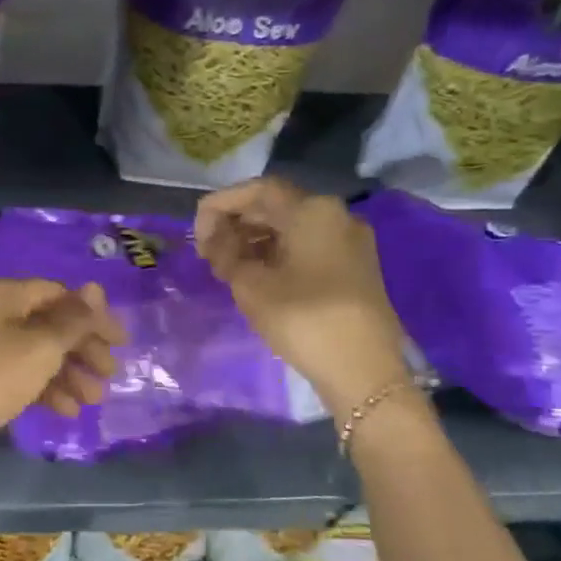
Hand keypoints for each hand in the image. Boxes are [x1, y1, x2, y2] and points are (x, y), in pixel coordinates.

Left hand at [0, 278, 125, 456]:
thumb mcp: (41, 346)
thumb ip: (72, 320)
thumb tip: (95, 289)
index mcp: (1, 295)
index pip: (56, 293)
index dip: (92, 315)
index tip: (121, 343)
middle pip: (46, 324)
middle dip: (81, 349)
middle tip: (110, 374)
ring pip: (33, 354)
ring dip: (67, 374)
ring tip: (93, 400)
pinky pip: (17, 377)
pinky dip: (43, 389)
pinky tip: (66, 411)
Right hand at [195, 178, 411, 417]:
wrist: (364, 369)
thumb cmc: (303, 320)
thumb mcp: (251, 285)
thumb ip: (226, 252)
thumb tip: (215, 237)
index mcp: (312, 211)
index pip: (256, 191)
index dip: (220, 205)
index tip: (196, 233)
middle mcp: (336, 215)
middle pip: (275, 206)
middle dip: (236, 224)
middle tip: (207, 252)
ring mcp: (349, 241)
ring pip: (291, 227)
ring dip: (254, 240)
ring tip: (225, 267)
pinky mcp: (354, 266)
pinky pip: (307, 245)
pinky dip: (276, 253)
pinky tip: (255, 275)